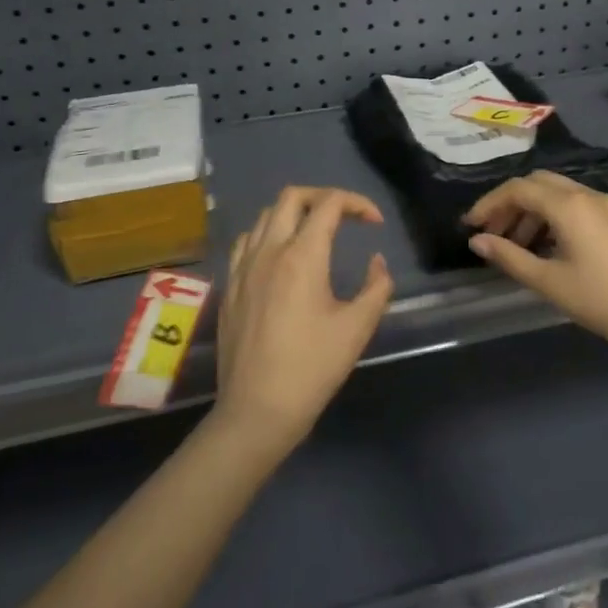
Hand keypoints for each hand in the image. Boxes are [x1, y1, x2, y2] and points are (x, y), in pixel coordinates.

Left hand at [212, 186, 393, 455]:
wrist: (257, 411)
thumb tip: (376, 262)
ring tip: (315, 234)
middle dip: (323, 197)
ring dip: (294, 214)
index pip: (329, 204)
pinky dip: (268, 234)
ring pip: (266, 216)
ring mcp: (243, 268)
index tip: (375, 224)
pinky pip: (246, 241)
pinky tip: (280, 256)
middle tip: (346, 217)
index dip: (357, 203)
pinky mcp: (230, 286)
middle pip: (292, 197)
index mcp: (302, 256)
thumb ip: (377, 287)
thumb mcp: (357, 328)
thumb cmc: (312, 368)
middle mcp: (268, 251)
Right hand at [463, 171, 607, 363]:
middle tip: (495, 233)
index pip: (518, 189)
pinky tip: (559, 248)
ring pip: (564, 195)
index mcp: (569, 206)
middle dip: (512, 204)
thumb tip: (478, 241)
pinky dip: (562, 218)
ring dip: (537, 212)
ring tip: (523, 247)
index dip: (490, 204)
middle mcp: (591, 195)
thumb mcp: (550, 282)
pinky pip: (585, 207)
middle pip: (540, 184)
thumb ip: (510, 257)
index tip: (471, 226)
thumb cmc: (603, 302)